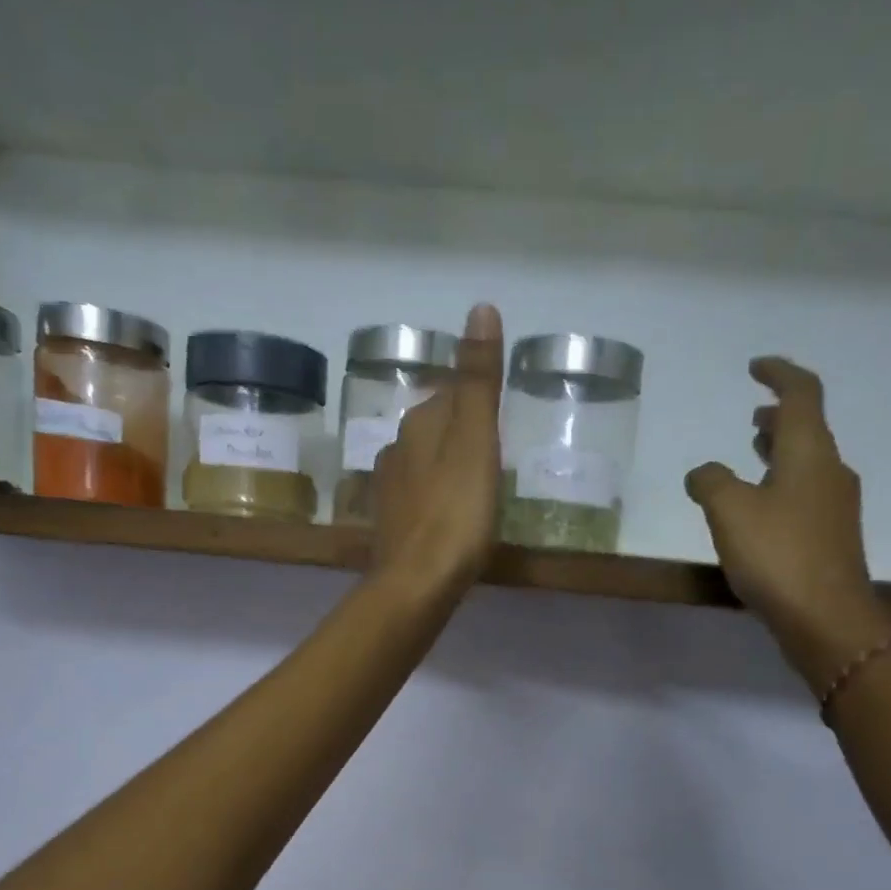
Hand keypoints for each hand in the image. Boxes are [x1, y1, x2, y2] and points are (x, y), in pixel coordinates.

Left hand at [370, 303, 504, 596]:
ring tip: (476, 488)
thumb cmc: (456, 512)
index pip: (449, 394)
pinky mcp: (391, 526)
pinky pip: (419, 499)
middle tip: (496, 455)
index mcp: (419, 423)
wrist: (417, 583)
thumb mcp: (477, 440)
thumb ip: (478, 380)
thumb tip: (480, 307)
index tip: (501, 419)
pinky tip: (450, 518)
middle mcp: (396, 449)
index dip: (476, 402)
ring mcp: (389, 491)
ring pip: (424, 465)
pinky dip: (436, 500)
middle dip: (460, 434)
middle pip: (434, 429)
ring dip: (446, 468)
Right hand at [685, 357, 890, 692]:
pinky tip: (759, 507)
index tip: (755, 367)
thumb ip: (711, 482)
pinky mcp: (829, 537)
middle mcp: (830, 471)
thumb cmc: (778, 555)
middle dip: (780, 416)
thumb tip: (703, 472)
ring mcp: (834, 506)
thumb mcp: (730, 512)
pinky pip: (803, 493)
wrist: (826, 618)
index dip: (779, 373)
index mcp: (810, 452)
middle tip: (754, 412)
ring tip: (752, 452)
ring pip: (806, 462)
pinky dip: (780, 483)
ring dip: (779, 450)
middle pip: (808, 428)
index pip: (801, 394)